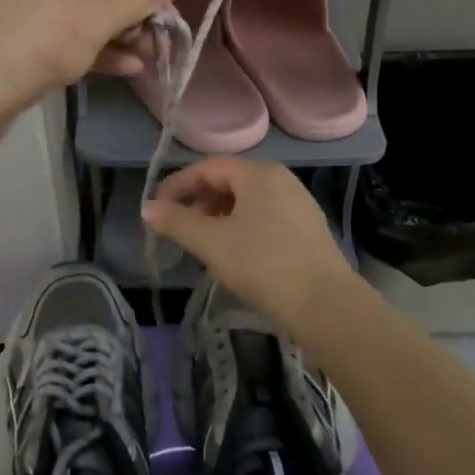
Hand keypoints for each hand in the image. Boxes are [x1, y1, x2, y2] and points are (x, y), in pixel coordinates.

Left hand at [0, 0, 179, 122]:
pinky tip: (128, 67)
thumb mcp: (92, 20)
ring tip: (152, 52)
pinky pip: (66, 29)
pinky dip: (95, 43)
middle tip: (165, 26)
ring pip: (83, 5)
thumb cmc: (34, 42)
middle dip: (134, 1)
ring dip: (119, 27)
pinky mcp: (19, 33)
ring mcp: (24, 0)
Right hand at [143, 158, 355, 338]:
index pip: (209, 167)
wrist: (327, 306)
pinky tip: (237, 255)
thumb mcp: (212, 243)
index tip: (158, 208)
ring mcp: (299, 204)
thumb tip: (147, 208)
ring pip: (249, 200)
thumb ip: (177, 222)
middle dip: (200, 200)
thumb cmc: (264, 265)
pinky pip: (266, 217)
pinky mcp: (309, 229)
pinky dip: (243, 227)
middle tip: (181, 226)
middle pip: (230, 180)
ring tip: (206, 242)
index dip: (179, 184)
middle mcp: (281, 179)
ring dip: (221, 215)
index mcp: (258, 173)